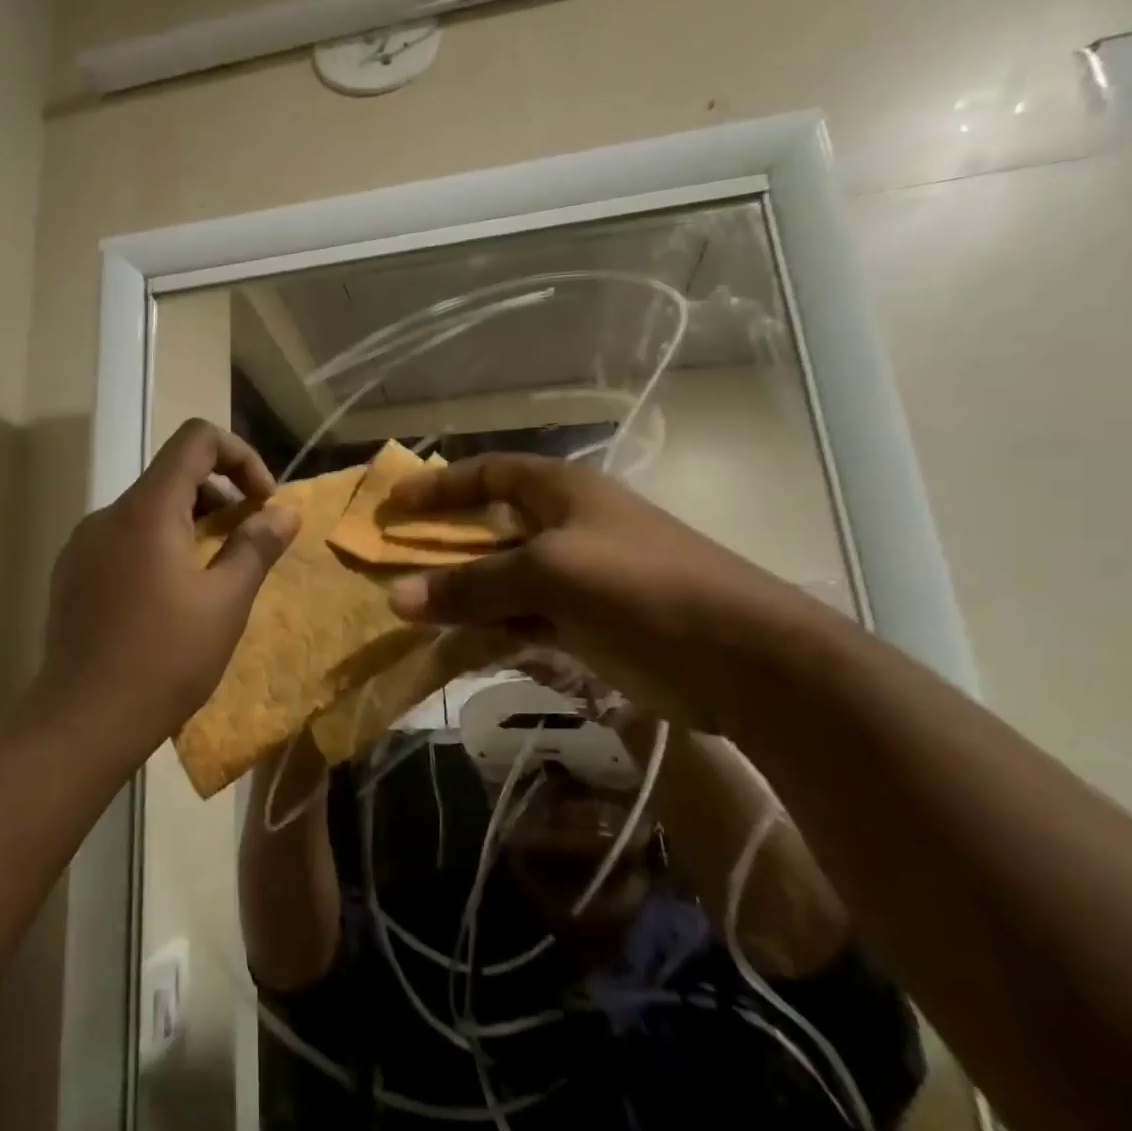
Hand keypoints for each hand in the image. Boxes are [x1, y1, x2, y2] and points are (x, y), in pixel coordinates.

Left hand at [34, 420, 300, 748]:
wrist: (83, 720)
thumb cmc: (165, 658)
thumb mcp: (226, 602)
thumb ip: (257, 546)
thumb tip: (285, 511)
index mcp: (147, 509)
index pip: (196, 439)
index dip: (240, 456)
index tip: (262, 502)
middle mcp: (109, 515)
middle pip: (172, 474)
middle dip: (221, 496)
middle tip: (247, 542)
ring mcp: (84, 544)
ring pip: (148, 509)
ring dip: (191, 524)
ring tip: (214, 575)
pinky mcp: (73, 573)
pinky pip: (125, 539)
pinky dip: (159, 546)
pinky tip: (170, 598)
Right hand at [382, 454, 826, 736]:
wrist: (741, 657)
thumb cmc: (641, 587)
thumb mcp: (549, 574)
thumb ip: (472, 586)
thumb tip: (396, 598)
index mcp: (563, 491)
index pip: (490, 473)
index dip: (441, 484)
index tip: (394, 503)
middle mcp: (566, 527)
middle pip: (490, 526)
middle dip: (442, 542)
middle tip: (390, 559)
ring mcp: (577, 578)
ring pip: (502, 578)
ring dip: (461, 591)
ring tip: (409, 606)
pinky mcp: (585, 624)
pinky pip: (521, 619)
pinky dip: (489, 627)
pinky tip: (454, 642)